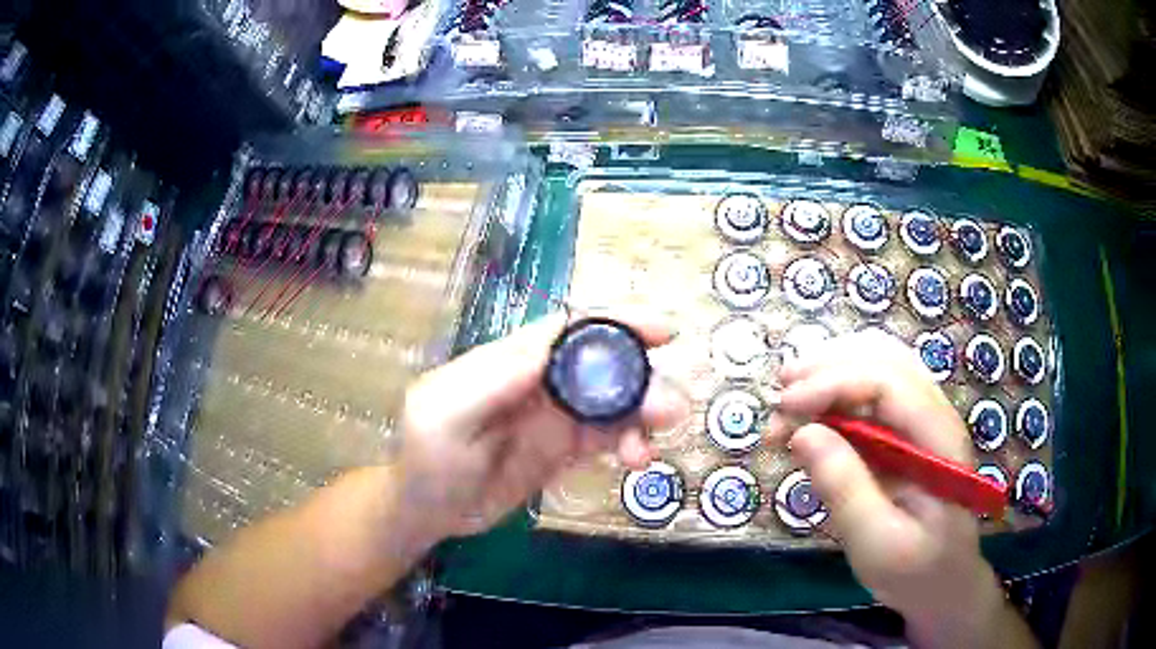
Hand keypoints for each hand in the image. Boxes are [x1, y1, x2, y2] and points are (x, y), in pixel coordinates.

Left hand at [398, 313, 688, 541]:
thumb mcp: (443, 415)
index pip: (571, 328)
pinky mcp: (563, 450)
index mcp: (510, 360)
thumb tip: (551, 348)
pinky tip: (635, 460)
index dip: (618, 323)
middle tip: (670, 410)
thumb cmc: (425, 458)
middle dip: (642, 380)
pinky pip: (606, 438)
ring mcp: (555, 418)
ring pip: (613, 404)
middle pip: (603, 366)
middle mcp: (540, 381)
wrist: (426, 510)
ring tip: (646, 449)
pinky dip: (628, 443)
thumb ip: (491, 380)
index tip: (663, 332)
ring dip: (642, 417)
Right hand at [768, 330, 999, 626]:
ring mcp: (922, 418)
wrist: (942, 582)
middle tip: (779, 399)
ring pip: (877, 362)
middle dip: (826, 367)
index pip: (888, 381)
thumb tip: (802, 434)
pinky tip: (813, 415)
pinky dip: (837, 390)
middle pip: (883, 356)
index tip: (784, 407)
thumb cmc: (914, 569)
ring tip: (789, 401)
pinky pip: (871, 390)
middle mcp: (935, 413)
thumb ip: (844, 489)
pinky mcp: (906, 430)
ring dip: (829, 371)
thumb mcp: (876, 542)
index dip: (833, 382)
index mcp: (939, 438)